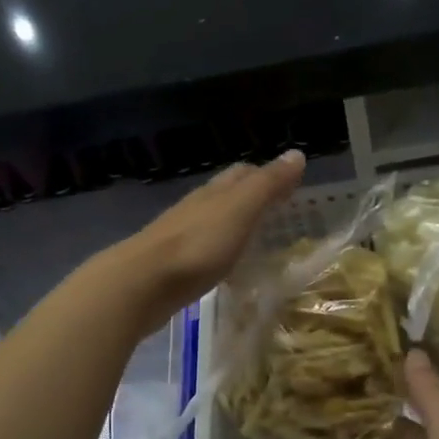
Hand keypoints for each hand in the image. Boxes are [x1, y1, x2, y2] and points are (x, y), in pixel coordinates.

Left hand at [109, 150, 306, 332]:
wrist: (142, 284)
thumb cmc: (197, 245)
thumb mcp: (240, 211)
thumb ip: (267, 185)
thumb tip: (297, 153)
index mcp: (214, 192)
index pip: (243, 173)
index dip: (267, 175)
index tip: (291, 186)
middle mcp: (196, 208)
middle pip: (226, 195)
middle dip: (251, 198)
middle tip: (280, 213)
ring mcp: (181, 236)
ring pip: (213, 222)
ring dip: (234, 226)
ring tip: (258, 240)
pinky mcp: (172, 265)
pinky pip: (203, 250)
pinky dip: (220, 252)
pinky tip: (227, 267)